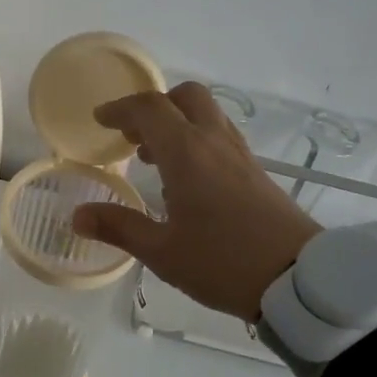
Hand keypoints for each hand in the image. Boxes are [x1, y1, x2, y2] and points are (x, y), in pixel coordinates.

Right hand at [71, 81, 320, 321]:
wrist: (297, 279)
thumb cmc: (222, 262)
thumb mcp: (162, 251)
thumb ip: (119, 227)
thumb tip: (78, 216)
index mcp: (187, 153)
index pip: (149, 109)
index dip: (120, 109)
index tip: (100, 120)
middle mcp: (215, 142)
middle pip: (185, 97)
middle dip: (155, 107)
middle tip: (133, 137)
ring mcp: (240, 155)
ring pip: (208, 115)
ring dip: (177, 123)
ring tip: (154, 159)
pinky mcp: (256, 172)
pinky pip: (221, 137)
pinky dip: (197, 141)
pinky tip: (189, 181)